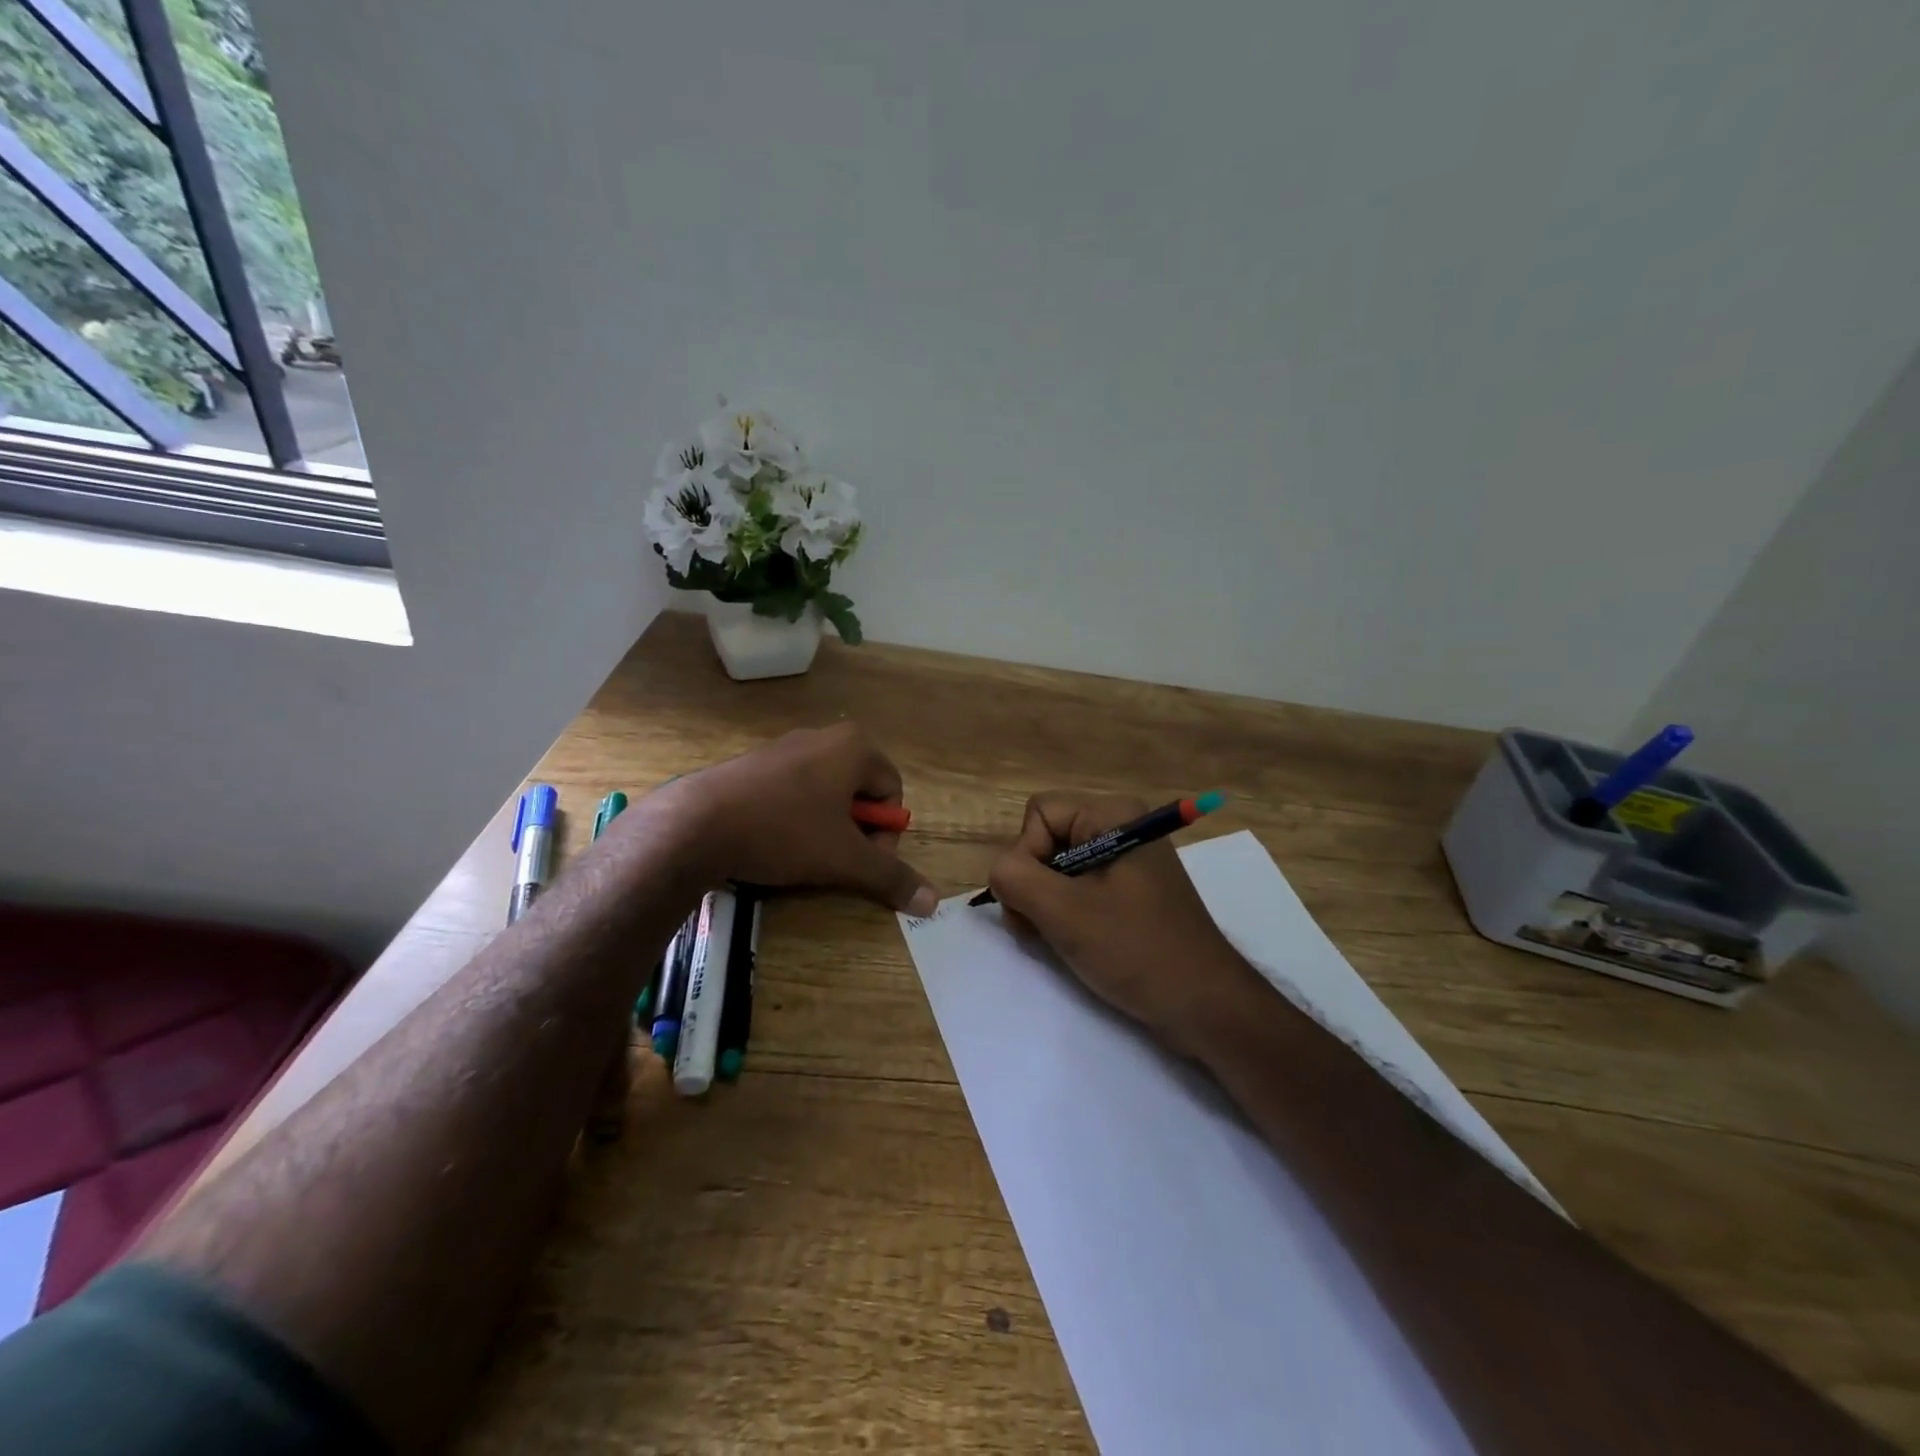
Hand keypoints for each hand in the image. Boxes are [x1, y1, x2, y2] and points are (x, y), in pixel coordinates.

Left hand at [658, 723, 938, 913]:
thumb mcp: (844, 859)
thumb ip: (890, 877)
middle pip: (860, 792)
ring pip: (826, 794)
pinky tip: (772, 842)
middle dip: (854, 831)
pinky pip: (793, 792)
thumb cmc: (784, 831)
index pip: (893, 792)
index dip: (884, 834)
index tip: (860, 861)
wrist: (695, 824)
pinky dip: (794, 818)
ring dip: (825, 828)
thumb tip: (933, 903)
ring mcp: (785, 747)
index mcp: (854, 747)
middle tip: (832, 860)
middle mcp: (824, 737)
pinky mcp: (755, 763)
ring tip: (800, 854)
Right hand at [987, 793, 1265, 1056]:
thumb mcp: (1064, 912)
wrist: (1205, 1006)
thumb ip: (1014, 878)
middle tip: (1041, 927)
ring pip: (1058, 868)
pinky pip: (1079, 889)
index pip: (1039, 814)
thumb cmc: (1136, 950)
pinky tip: (1074, 944)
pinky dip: (1065, 915)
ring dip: (1045, 905)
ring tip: (1057, 940)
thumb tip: (1000, 873)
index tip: (1039, 900)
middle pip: (1046, 839)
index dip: (1026, 855)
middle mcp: (1121, 827)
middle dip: (1033, 884)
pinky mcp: (1130, 892)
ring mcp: (1127, 861)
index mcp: (1113, 815)